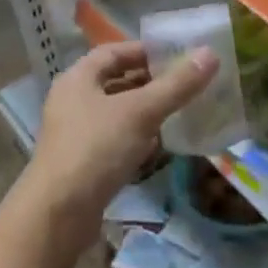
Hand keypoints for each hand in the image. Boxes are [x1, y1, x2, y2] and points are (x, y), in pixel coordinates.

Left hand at [23, 41, 217, 228]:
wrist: (57, 216)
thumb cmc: (96, 149)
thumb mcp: (140, 112)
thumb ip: (176, 85)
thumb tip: (210, 54)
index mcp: (78, 78)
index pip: (113, 52)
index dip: (144, 51)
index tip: (177, 55)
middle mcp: (73, 100)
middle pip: (115, 81)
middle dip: (149, 82)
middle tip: (185, 83)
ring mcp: (76, 134)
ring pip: (117, 113)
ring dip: (145, 111)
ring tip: (179, 111)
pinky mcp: (83, 163)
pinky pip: (115, 140)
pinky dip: (137, 138)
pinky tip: (159, 146)